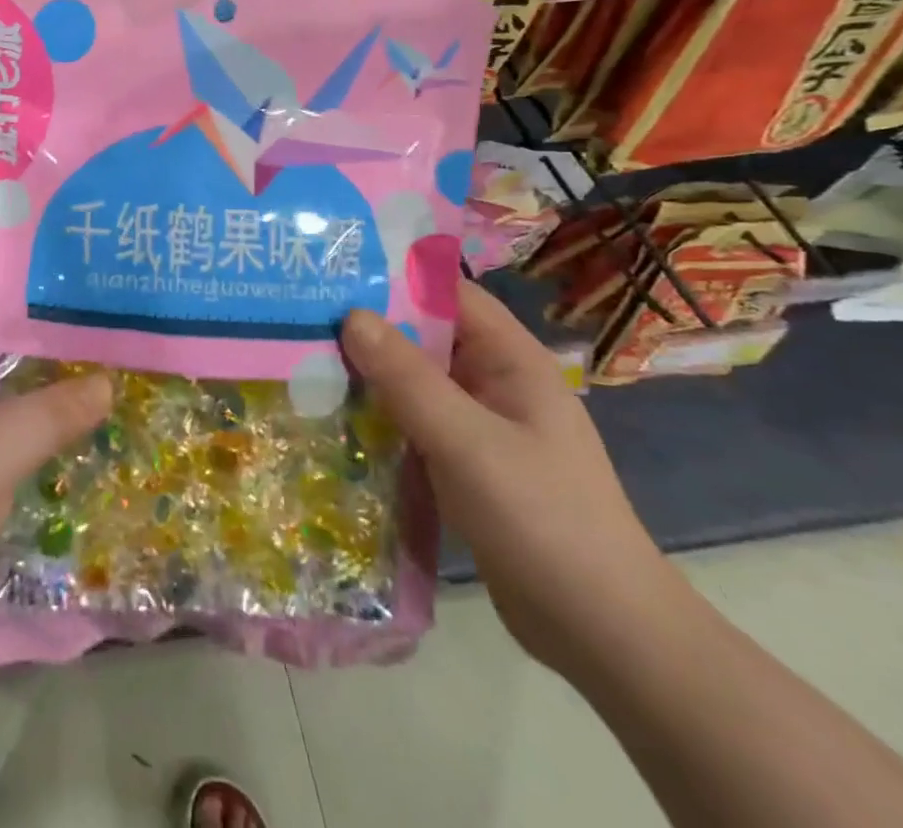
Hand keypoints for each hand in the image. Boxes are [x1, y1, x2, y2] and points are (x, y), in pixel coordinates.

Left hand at [0, 320, 111, 695]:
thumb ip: (51, 412)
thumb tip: (106, 383)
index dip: (41, 315)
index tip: (97, 316)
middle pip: (4, 371)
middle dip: (57, 368)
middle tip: (120, 361)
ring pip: (9, 419)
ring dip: (54, 416)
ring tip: (117, 404)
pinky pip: (7, 462)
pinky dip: (42, 457)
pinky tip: (86, 460)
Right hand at [340, 281, 683, 677]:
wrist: (601, 632)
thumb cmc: (541, 520)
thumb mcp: (467, 442)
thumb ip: (407, 378)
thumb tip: (351, 315)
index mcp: (511, 361)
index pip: (449, 294)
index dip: (396, 277)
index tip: (334, 270)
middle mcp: (495, 383)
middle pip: (425, 335)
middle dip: (369, 326)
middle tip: (301, 314)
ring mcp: (480, 425)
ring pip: (415, 381)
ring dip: (369, 373)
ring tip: (303, 358)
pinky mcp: (465, 463)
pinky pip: (415, 422)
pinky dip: (380, 415)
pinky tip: (333, 416)